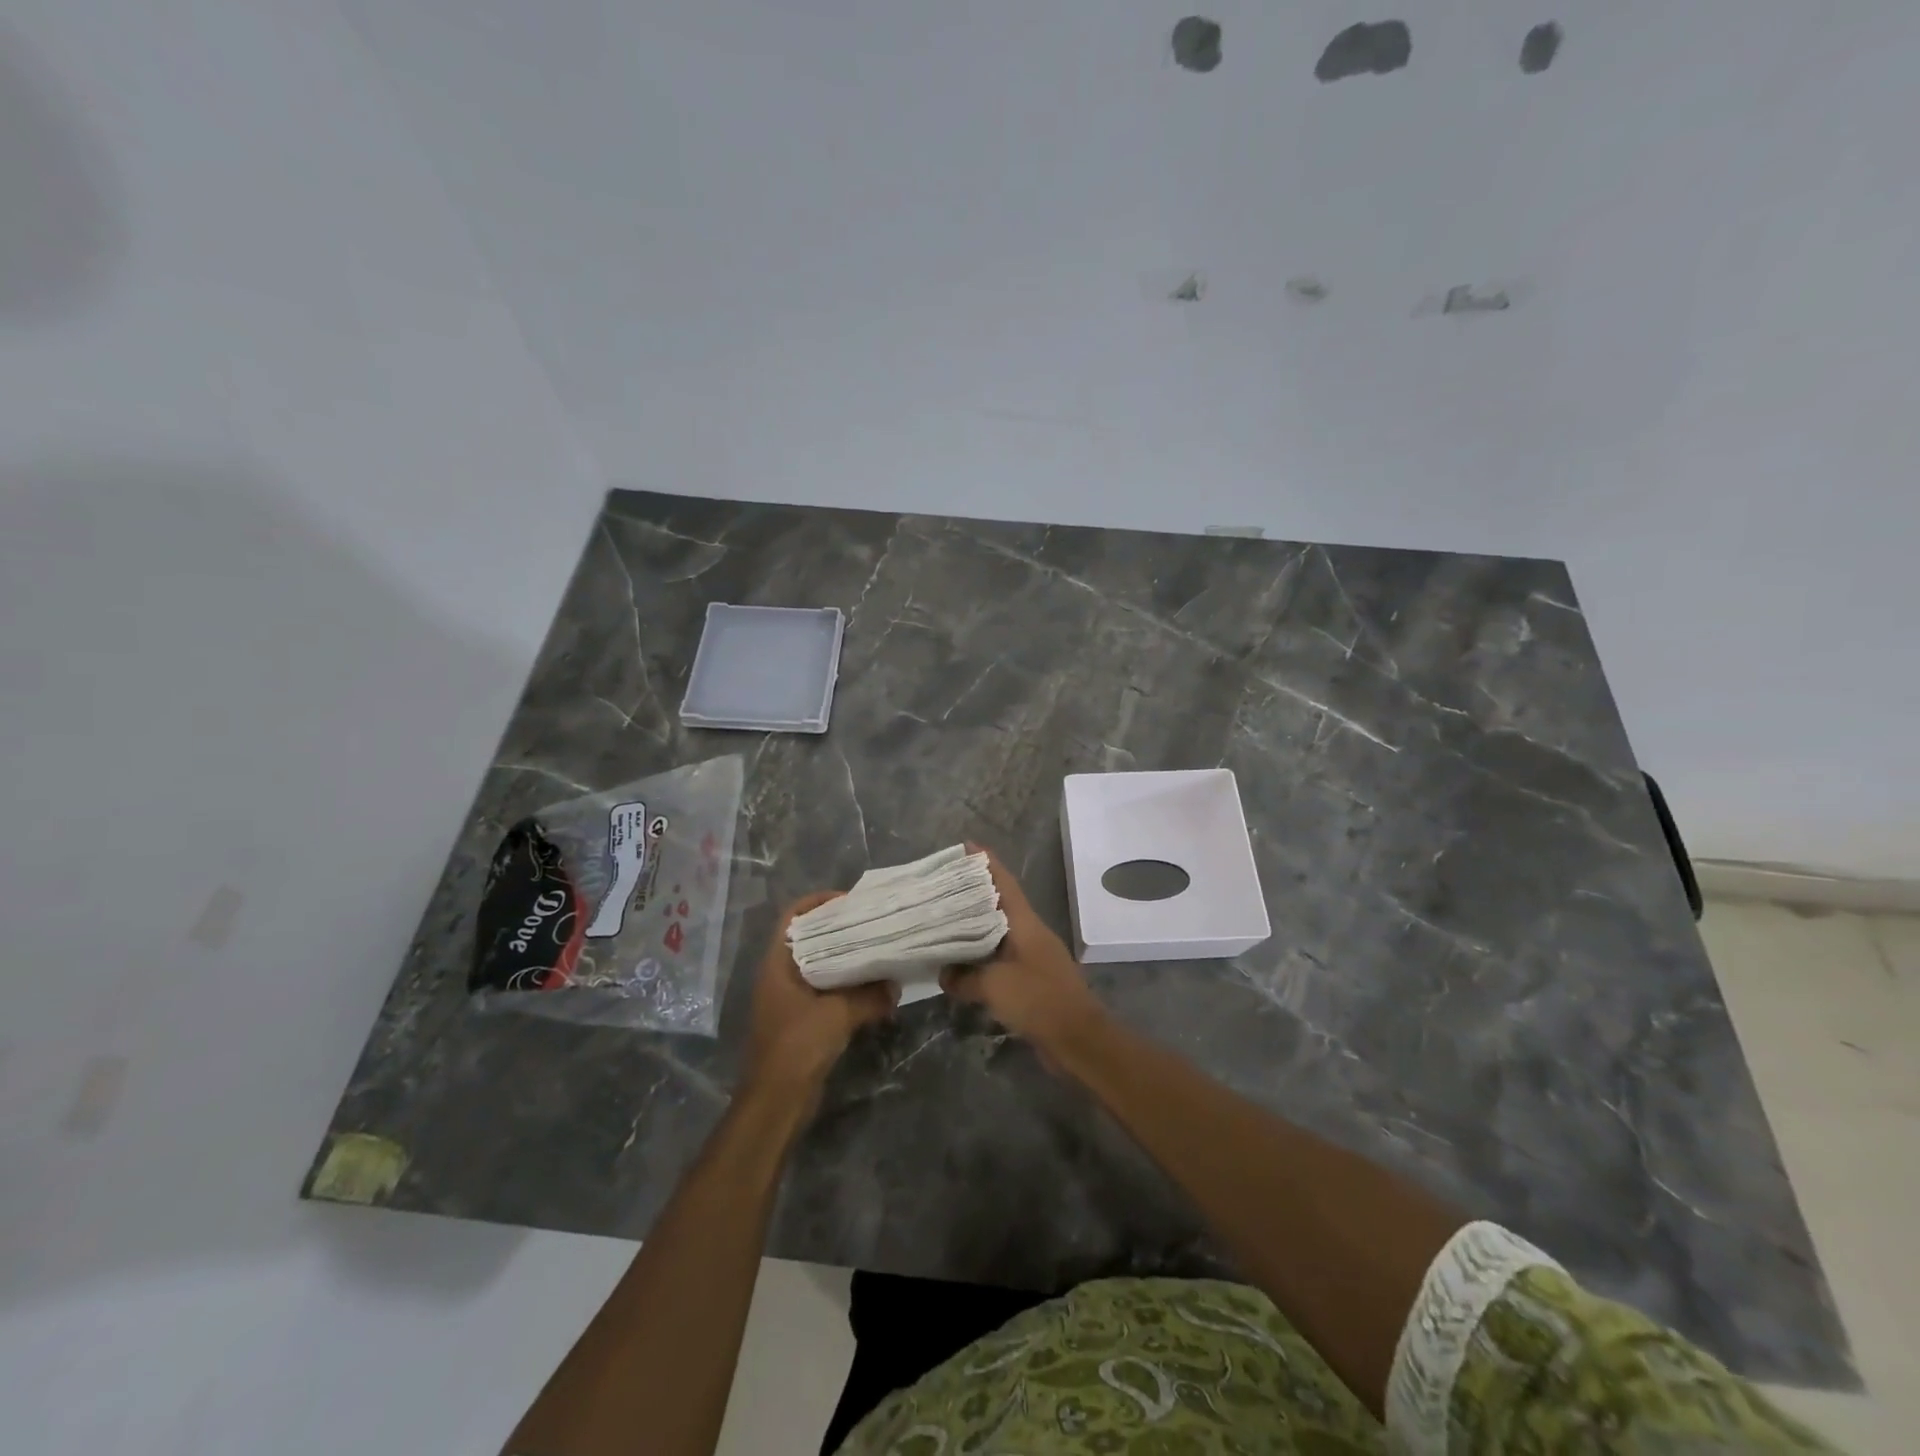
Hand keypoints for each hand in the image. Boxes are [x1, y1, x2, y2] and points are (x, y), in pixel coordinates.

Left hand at [742, 892, 896, 1101]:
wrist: (776, 1101)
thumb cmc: (798, 1046)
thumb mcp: (839, 1014)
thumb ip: (869, 996)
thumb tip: (895, 984)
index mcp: (778, 964)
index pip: (793, 917)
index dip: (818, 902)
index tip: (850, 900)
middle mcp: (779, 976)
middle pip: (809, 939)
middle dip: (838, 929)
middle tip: (871, 923)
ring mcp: (788, 999)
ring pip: (818, 966)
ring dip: (844, 959)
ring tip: (876, 949)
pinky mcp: (800, 1020)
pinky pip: (825, 990)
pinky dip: (845, 985)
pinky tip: (871, 987)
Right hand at [940, 846, 1103, 1050]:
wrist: (1078, 1040)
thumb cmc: (1039, 1000)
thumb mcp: (994, 986)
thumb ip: (965, 977)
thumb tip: (943, 973)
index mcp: (1025, 924)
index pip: (1004, 883)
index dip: (987, 863)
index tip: (967, 846)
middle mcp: (1031, 934)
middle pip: (1000, 905)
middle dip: (974, 893)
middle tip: (943, 886)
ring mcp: (1034, 957)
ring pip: (999, 933)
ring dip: (976, 927)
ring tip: (946, 922)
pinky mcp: (1033, 981)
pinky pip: (1001, 960)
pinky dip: (982, 957)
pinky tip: (962, 965)